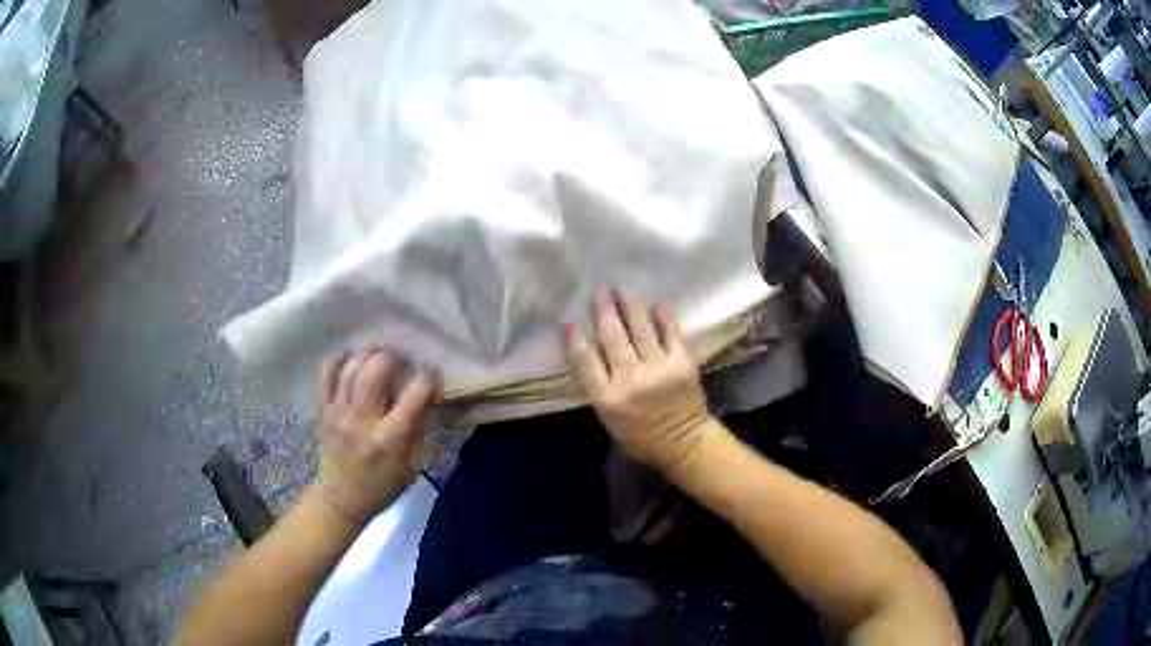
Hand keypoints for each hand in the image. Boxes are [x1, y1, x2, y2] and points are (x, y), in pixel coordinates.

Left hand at [314, 348, 440, 525]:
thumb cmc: (382, 484)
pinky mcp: (323, 410)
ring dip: (369, 354)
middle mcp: (362, 421)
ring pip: (351, 368)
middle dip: (394, 357)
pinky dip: (338, 359)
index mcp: (390, 438)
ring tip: (380, 357)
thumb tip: (426, 395)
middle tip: (403, 361)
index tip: (431, 376)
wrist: (341, 498)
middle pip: (376, 371)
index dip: (428, 377)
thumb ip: (418, 427)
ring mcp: (338, 413)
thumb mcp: (411, 463)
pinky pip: (326, 374)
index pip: (414, 394)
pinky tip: (351, 358)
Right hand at [565, 290, 714, 473]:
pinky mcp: (682, 362)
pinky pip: (671, 332)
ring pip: (639, 329)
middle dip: (602, 311)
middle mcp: (630, 380)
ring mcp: (658, 369)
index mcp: (607, 398)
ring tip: (622, 288)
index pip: (585, 361)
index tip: (567, 318)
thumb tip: (587, 350)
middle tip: (598, 291)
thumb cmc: (640, 435)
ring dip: (629, 305)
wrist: (683, 443)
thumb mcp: (607, 417)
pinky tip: (657, 300)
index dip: (574, 338)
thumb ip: (597, 386)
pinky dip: (663, 315)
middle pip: (611, 338)